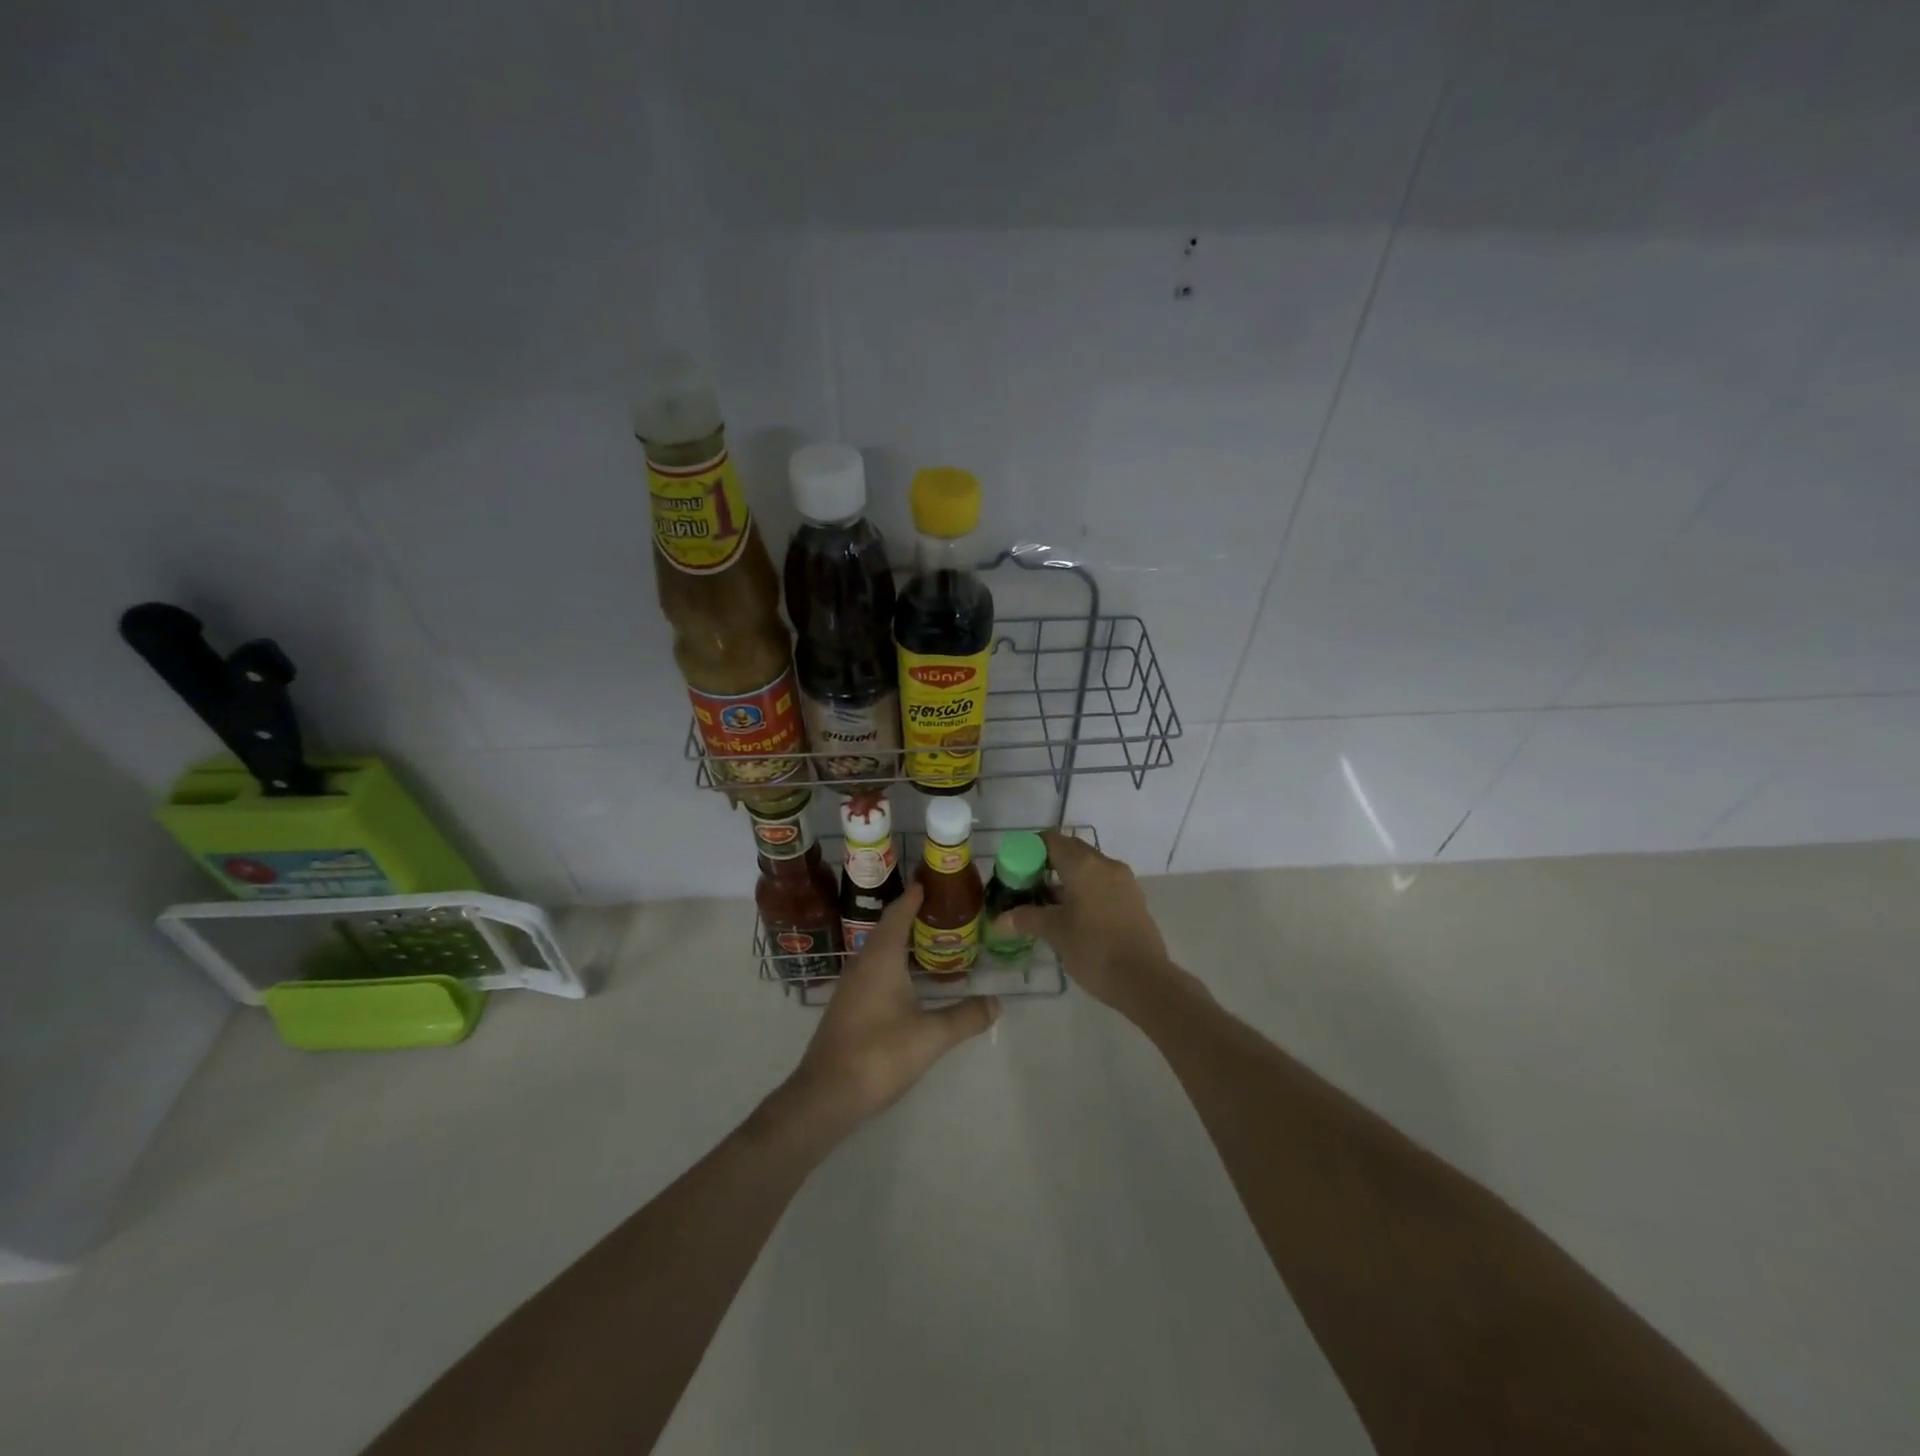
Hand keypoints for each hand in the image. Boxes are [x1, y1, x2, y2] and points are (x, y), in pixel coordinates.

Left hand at [782, 884, 999, 1133]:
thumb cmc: (880, 1054)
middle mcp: (862, 964)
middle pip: (888, 930)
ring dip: (904, 944)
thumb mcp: (930, 1036)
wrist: (826, 1094)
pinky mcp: (847, 1007)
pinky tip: (912, 984)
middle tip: (942, 912)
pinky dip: (895, 966)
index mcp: (880, 959)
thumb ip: (965, 1017)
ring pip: (880, 953)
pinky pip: (874, 972)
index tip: (929, 882)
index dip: (913, 898)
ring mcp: (851, 987)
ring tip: (934, 944)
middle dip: (912, 918)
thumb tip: (996, 1003)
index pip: (898, 915)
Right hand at [991, 830, 1179, 1017]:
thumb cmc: (1094, 950)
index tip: (1015, 868)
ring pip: (1088, 868)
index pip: (1051, 840)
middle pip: (1071, 851)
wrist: (1145, 981)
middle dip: (1047, 863)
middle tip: (1026, 885)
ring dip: (1066, 878)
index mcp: (1084, 865)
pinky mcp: (1133, 899)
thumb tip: (998, 921)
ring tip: (1045, 903)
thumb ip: (1026, 919)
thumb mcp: (1055, 933)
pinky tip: (1071, 914)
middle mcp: (1105, 864)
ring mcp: (1123, 881)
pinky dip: (1084, 889)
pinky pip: (1102, 883)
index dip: (1029, 849)